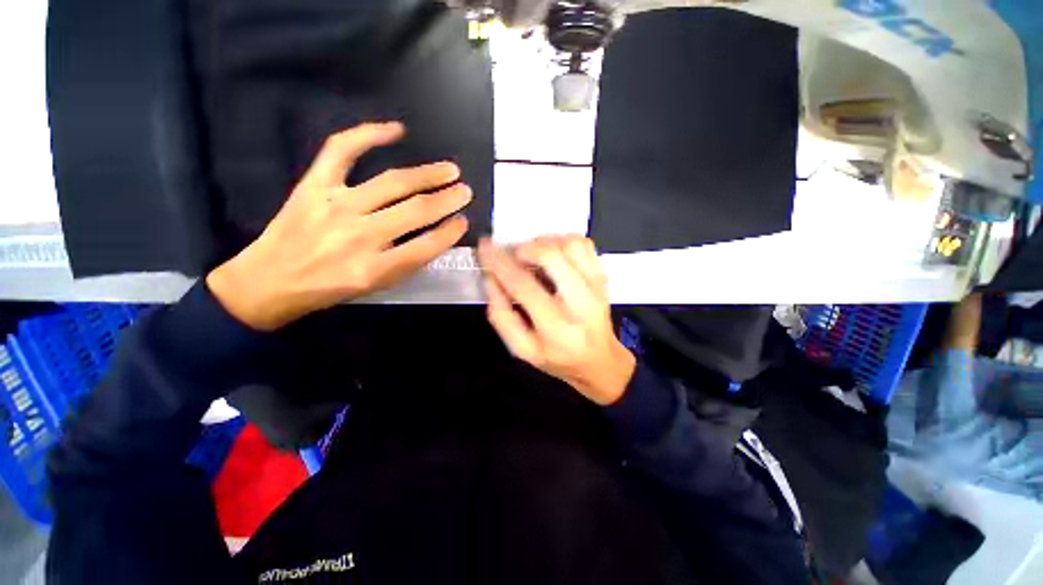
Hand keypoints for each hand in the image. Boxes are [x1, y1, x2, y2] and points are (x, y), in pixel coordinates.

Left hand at [207, 122, 470, 330]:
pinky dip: (369, 135)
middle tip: (465, 191)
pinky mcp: (314, 185)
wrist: (269, 280)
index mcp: (375, 269)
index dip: (449, 233)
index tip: (463, 222)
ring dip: (427, 174)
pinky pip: (342, 151)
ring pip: (392, 183)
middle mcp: (359, 236)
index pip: (426, 247)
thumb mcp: (374, 287)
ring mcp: (335, 206)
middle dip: (447, 200)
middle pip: (415, 211)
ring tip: (449, 170)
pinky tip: (396, 130)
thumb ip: (407, 263)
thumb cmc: (329, 288)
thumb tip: (436, 236)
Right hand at [478, 235, 635, 404]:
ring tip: (534, 256)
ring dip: (545, 243)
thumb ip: (501, 315)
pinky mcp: (602, 277)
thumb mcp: (522, 348)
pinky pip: (584, 244)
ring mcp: (596, 286)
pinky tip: (554, 255)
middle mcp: (581, 302)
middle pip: (551, 256)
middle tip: (515, 257)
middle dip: (525, 249)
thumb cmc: (557, 357)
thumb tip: (491, 278)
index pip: (523, 285)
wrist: (599, 360)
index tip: (485, 247)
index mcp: (556, 327)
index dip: (500, 263)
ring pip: (570, 244)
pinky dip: (564, 241)